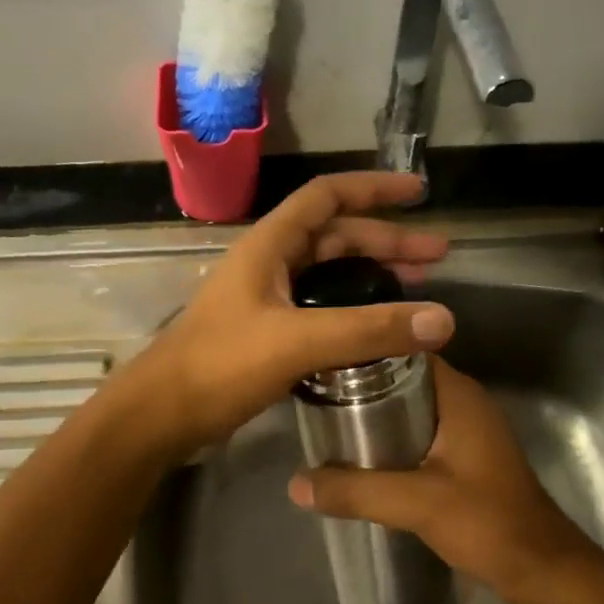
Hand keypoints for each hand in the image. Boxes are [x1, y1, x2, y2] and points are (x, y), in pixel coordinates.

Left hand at [120, 172, 454, 456]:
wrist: (161, 415)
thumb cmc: (220, 366)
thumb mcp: (297, 342)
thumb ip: (368, 330)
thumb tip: (442, 319)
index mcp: (269, 245)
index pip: (327, 196)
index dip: (374, 188)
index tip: (420, 192)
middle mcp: (268, 263)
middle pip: (335, 237)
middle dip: (386, 242)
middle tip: (436, 258)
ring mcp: (265, 300)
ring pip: (328, 274)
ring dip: (371, 276)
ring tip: (415, 291)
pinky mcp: (266, 333)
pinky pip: (319, 308)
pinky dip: (351, 311)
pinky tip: (375, 330)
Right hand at [288, 357, 603, 603]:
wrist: (540, 570)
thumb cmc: (488, 523)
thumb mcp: (417, 504)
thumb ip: (356, 491)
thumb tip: (295, 483)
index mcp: (459, 396)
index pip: (405, 351)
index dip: (364, 353)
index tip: (321, 362)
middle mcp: (463, 404)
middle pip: (402, 380)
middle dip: (360, 388)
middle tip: (314, 397)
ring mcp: (465, 433)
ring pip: (408, 410)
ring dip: (373, 416)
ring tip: (326, 425)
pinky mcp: (463, 460)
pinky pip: (417, 436)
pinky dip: (388, 441)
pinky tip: (358, 459)